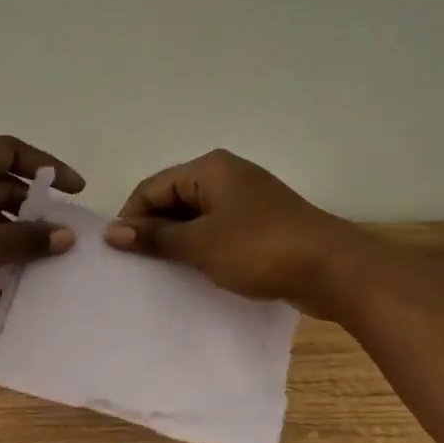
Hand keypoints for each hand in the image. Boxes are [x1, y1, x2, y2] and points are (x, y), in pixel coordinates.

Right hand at [103, 149, 362, 311]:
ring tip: (162, 274)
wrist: (331, 269)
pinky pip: (219, 232)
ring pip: (197, 218)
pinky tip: (195, 273)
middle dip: (154, 231)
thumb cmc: (259, 249)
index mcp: (209, 169)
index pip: (152, 187)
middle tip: (137, 267)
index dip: (131, 218)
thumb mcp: (200, 244)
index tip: (119, 254)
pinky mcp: (261, 225)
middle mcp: (227, 176)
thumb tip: (111, 232)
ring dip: (178, 243)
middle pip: (174, 200)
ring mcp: (247, 201)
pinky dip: (203, 249)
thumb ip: (155, 237)